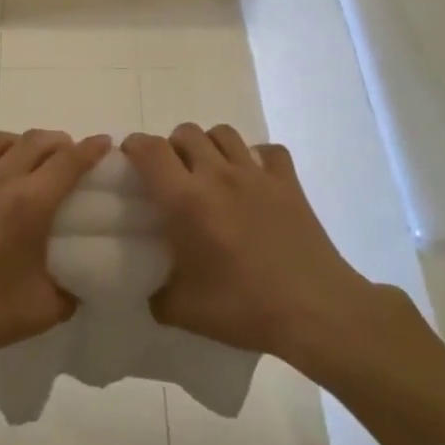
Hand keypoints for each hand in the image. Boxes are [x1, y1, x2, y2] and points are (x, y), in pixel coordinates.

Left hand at [0, 129, 111, 374]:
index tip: (104, 143)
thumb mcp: (43, 311)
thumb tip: (78, 284)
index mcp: (28, 204)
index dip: (91, 149)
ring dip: (20, 145)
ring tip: (25, 163)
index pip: (69, 161)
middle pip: (36, 140)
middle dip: (60, 142)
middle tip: (68, 158)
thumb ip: (70, 292)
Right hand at [122, 124, 383, 370]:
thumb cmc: (244, 309)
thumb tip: (150, 284)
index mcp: (187, 201)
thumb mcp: (182, 311)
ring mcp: (257, 175)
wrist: (315, 311)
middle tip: (172, 176)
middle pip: (186, 133)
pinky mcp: (289, 182)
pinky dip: (255, 157)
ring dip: (209, 146)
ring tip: (209, 173)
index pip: (150, 151)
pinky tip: (252, 180)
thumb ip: (155, 291)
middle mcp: (219, 175)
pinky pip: (267, 150)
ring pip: (223, 133)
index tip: (129, 160)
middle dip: (171, 147)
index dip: (134, 147)